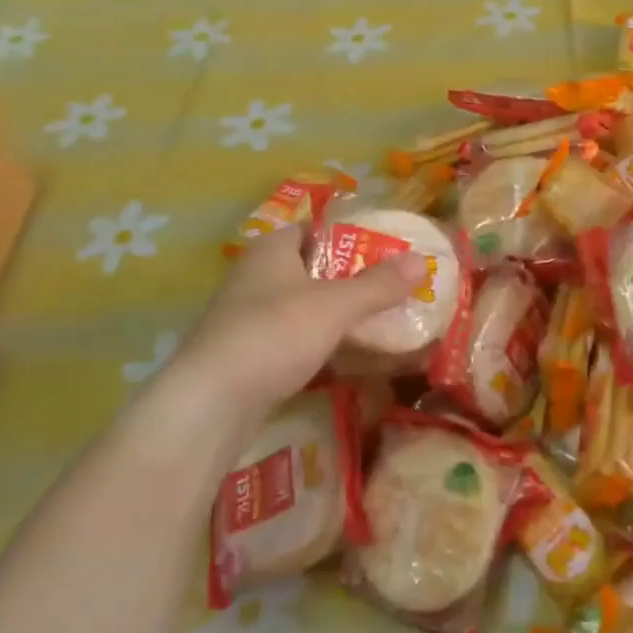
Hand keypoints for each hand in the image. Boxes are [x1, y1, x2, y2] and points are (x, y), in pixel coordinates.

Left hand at [149, 226, 424, 415]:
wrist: (211, 403)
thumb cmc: (274, 334)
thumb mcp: (335, 306)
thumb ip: (378, 285)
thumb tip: (422, 260)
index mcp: (271, 250)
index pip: (313, 229)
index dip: (348, 236)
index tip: (383, 250)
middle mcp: (254, 276)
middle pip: (310, 269)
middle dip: (348, 280)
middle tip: (389, 289)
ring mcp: (246, 317)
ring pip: (301, 307)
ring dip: (334, 315)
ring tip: (376, 323)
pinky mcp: (245, 355)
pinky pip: (290, 339)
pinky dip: (317, 343)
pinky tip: (342, 358)